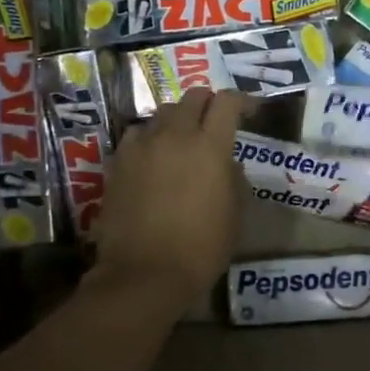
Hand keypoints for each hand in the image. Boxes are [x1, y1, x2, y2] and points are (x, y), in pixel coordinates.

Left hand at [89, 88, 247, 313]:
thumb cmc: (200, 249)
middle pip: (193, 97)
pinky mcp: (118, 161)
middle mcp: (175, 135)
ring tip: (183, 140)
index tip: (250, 110)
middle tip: (216, 122)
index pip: (227, 102)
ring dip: (179, 119)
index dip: (242, 100)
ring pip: (163, 113)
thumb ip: (235, 179)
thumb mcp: (234, 215)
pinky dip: (151, 138)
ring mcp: (142, 145)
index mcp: (210, 147)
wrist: (144, 273)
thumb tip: (227, 163)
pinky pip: (138, 134)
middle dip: (209, 104)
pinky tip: (154, 158)